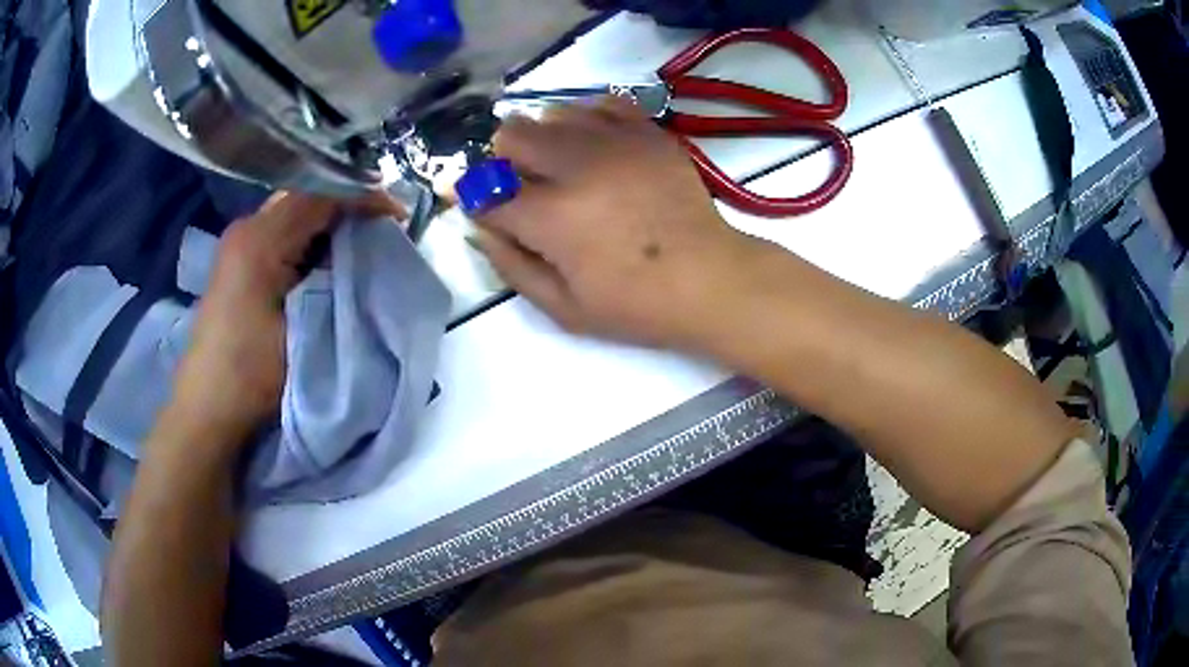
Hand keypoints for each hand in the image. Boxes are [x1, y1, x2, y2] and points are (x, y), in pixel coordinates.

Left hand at [171, 191, 403, 439]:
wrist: (206, 409)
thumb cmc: (252, 375)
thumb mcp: (302, 329)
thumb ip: (333, 282)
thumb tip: (366, 256)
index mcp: (260, 240)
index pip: (320, 195)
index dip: (364, 198)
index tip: (399, 218)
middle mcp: (246, 229)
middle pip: (306, 197)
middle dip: (349, 206)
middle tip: (384, 229)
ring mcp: (238, 245)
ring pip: (294, 213)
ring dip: (329, 223)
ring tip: (362, 243)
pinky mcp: (237, 263)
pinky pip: (281, 233)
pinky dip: (310, 238)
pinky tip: (326, 260)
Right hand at [476, 98, 763, 351]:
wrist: (710, 279)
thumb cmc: (636, 304)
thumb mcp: (563, 308)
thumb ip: (511, 264)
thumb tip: (478, 226)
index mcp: (551, 216)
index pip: (486, 192)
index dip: (473, 199)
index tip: (480, 205)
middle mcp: (576, 166)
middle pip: (511, 134)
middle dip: (505, 160)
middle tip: (526, 186)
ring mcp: (616, 141)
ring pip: (551, 112)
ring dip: (544, 138)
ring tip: (564, 165)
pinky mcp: (647, 132)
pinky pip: (602, 102)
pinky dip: (588, 119)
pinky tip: (596, 144)